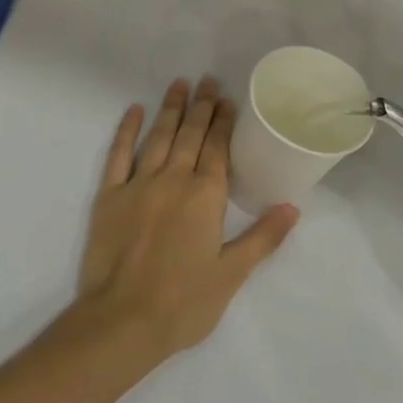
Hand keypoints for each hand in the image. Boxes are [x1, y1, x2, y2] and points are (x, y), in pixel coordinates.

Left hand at [65, 77, 297, 368]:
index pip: (217, 148)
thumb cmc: (183, 303)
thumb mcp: (231, 275)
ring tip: (179, 84)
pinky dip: (127, 130)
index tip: (227, 99)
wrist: (121, 322)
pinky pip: (118, 154)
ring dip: (170, 108)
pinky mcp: (109, 195)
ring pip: (159, 136)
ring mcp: (139, 184)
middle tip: (207, 80)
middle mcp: (173, 179)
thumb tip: (293, 207)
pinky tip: (134, 110)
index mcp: (205, 196)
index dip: (223, 121)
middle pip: (190, 134)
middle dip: (201, 106)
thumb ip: (263, 238)